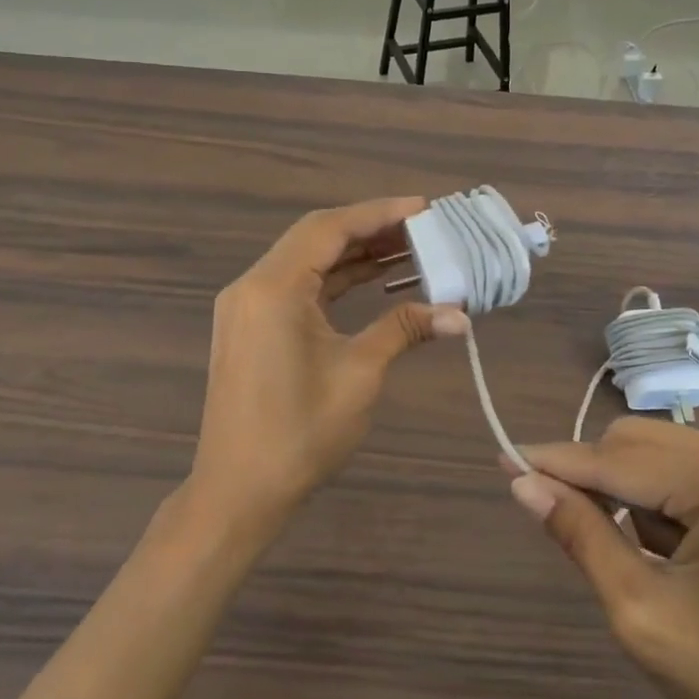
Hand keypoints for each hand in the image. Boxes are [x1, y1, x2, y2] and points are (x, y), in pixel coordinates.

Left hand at [190, 198, 464, 527]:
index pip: (330, 229)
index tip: (423, 208)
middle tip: (423, 228)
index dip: (379, 213)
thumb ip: (403, 330)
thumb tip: (460, 315)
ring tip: (409, 250)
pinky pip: (298, 288)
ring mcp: (248, 307)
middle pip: (316, 238)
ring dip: (354, 256)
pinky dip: (336, 281)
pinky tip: (374, 281)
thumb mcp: (359, 375)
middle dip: (370, 230)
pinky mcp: (253, 327)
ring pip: (307, 263)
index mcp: (274, 288)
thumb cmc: (300, 433)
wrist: (239, 491)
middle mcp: (253, 285)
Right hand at [509, 419, 698, 698]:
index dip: (554, 462)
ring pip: (660, 452)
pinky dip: (663, 499)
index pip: (616, 460)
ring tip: (648, 562)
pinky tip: (678, 553)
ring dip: (631, 493)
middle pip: (637, 441)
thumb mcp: (642, 613)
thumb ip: (581, 536)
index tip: (502, 459)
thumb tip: (523, 484)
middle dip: (596, 479)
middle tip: (576, 534)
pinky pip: (690, 468)